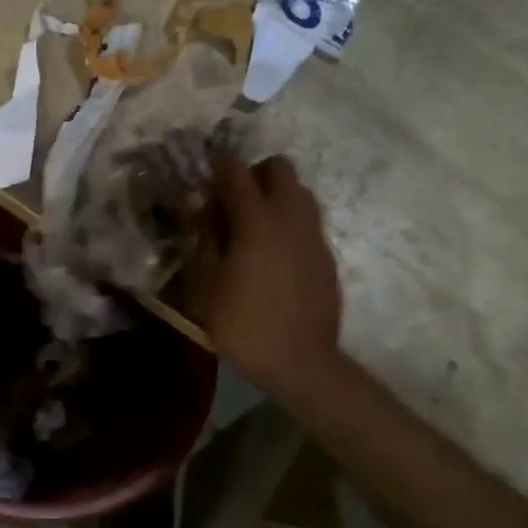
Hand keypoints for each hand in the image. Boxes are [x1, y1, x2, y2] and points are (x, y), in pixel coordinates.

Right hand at [188, 156, 342, 400]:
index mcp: (257, 219)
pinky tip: (273, 257)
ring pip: (298, 191)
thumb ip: (203, 237)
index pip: (235, 170)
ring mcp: (313, 234)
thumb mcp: (205, 283)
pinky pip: (307, 221)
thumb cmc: (243, 323)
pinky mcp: (326, 254)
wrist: (300, 361)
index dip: (216, 174)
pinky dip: (289, 224)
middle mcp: (290, 215)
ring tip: (254, 230)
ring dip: (275, 197)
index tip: (204, 194)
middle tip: (232, 206)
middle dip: (253, 176)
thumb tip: (201, 207)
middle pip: (278, 167)